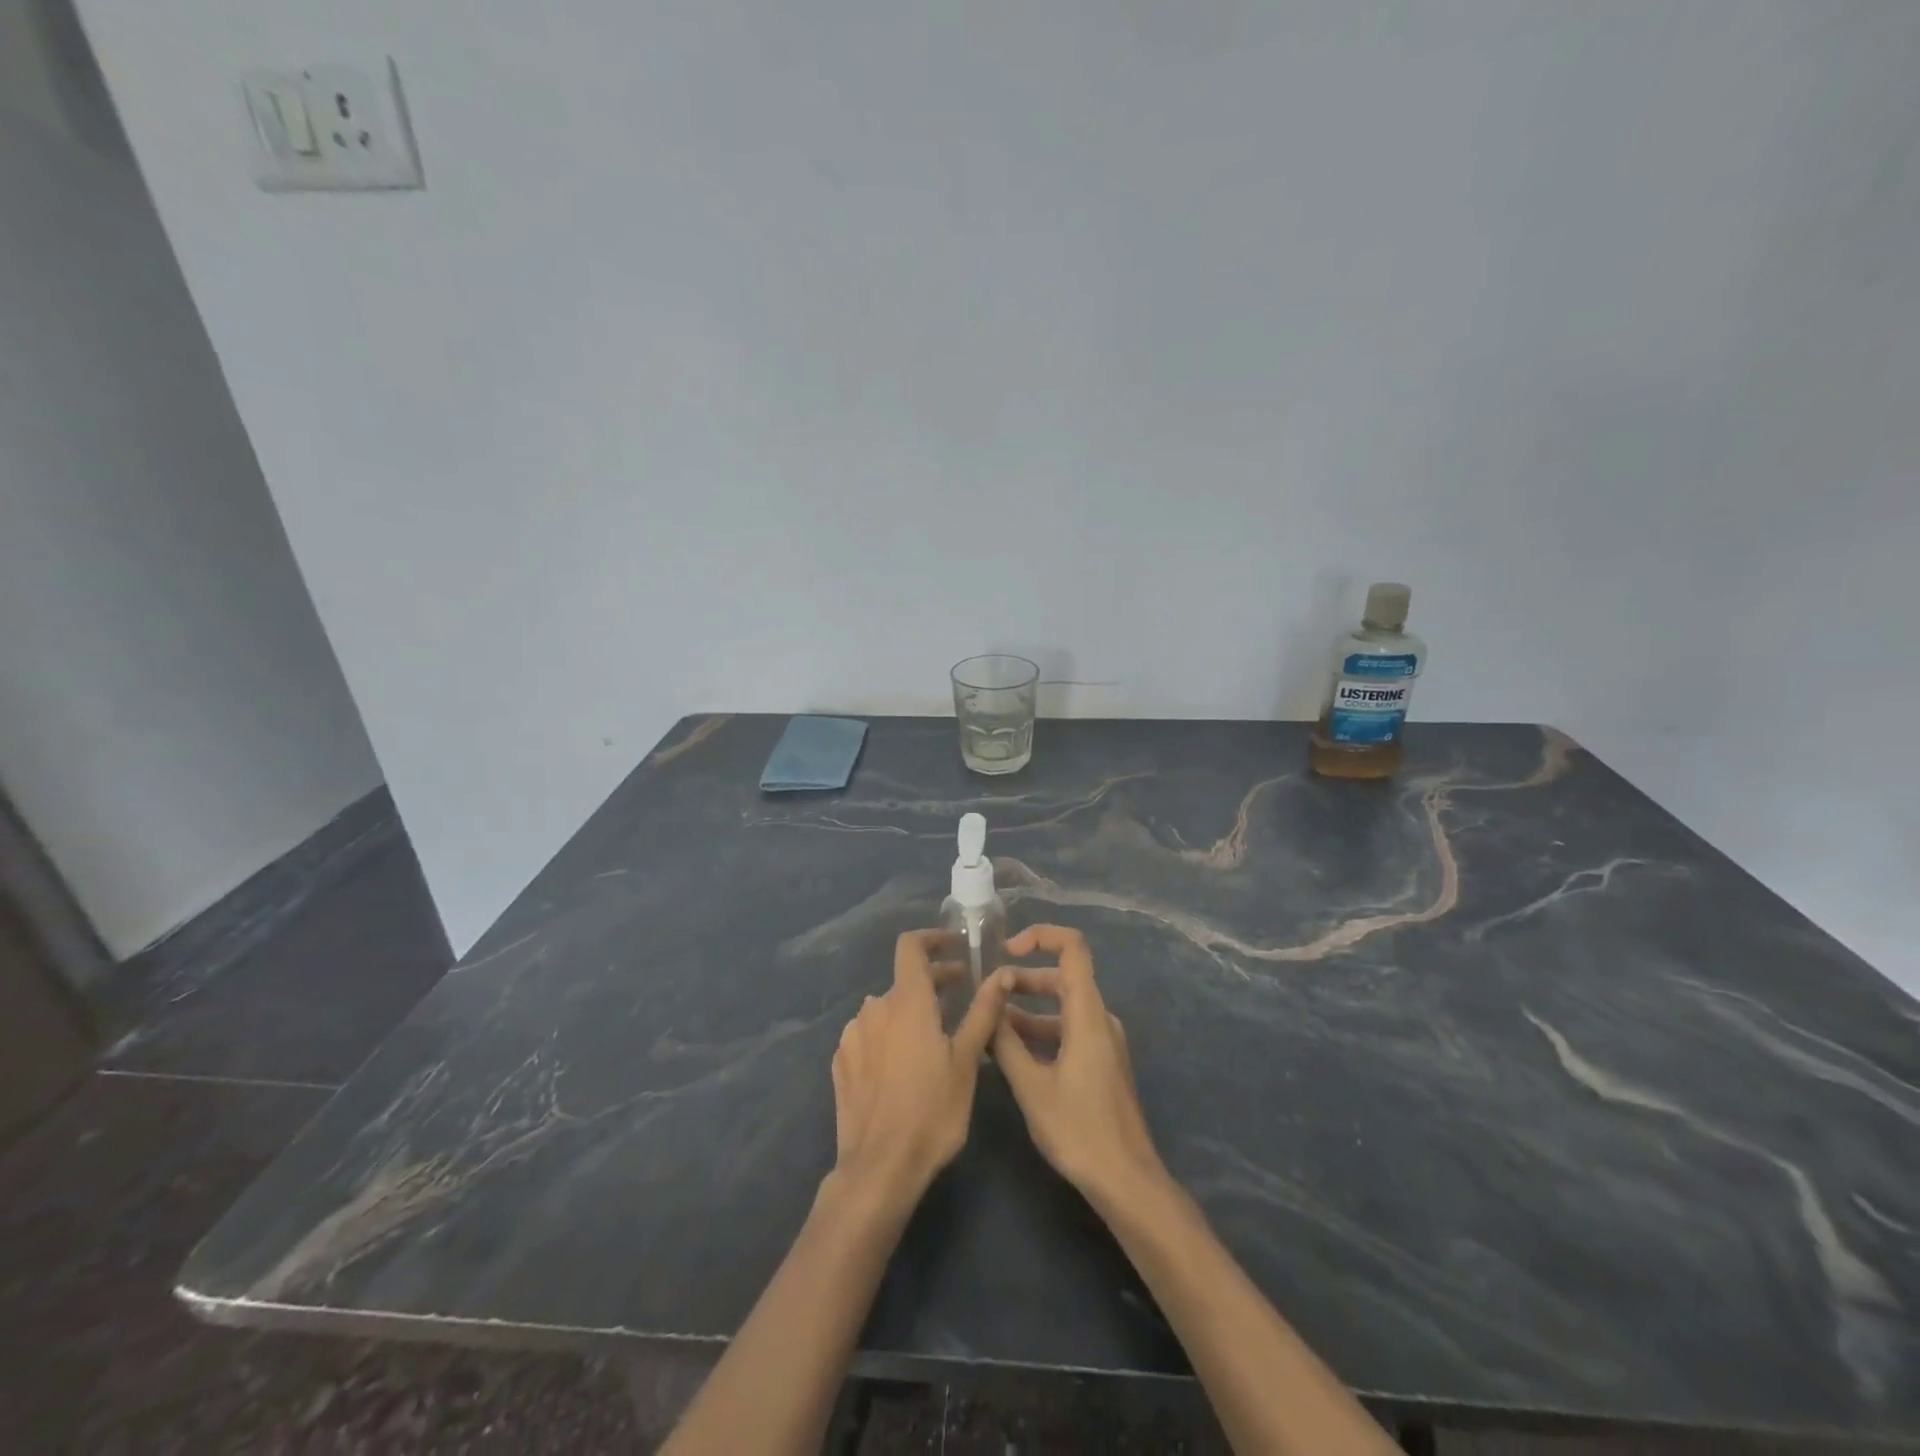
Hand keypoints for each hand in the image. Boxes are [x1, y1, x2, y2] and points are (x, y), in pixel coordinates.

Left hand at [830, 930, 1011, 1206]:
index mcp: (906, 1000)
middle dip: (934, 982)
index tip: (955, 946)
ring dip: (911, 1012)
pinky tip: (903, 1065)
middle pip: (904, 981)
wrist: (879, 1168)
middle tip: (961, 996)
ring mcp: (852, 1035)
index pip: (911, 946)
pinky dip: (889, 1036)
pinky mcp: (841, 1062)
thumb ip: (983, 1011)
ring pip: (886, 1010)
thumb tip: (1001, 974)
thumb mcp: (967, 1060)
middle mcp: (874, 1008)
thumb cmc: (933, 1109)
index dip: (932, 938)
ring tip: (935, 1037)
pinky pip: (869, 1036)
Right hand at [993, 925, 1166, 1211]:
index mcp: (1087, 1013)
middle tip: (986, 995)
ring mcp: (1103, 1041)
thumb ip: (1005, 1041)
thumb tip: (988, 1003)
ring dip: (1027, 1010)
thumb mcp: (1031, 1085)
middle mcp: (1099, 1018)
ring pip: (1063, 1007)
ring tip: (989, 1027)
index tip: (1005, 951)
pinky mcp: (1101, 1062)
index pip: (1072, 947)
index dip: (1040, 936)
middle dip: (1023, 979)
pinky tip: (1011, 1054)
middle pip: (1062, 977)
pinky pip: (1068, 1031)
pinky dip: (1040, 1032)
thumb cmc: (1079, 1130)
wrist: (1126, 1181)